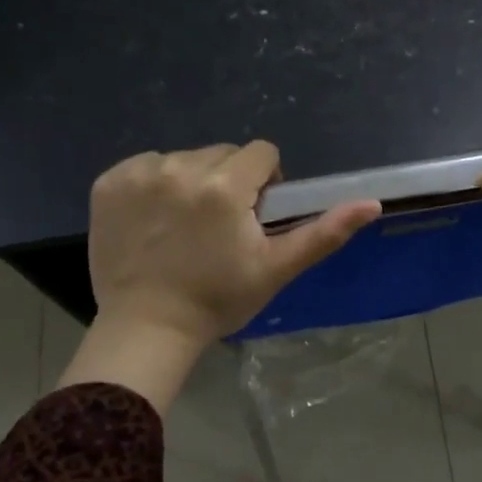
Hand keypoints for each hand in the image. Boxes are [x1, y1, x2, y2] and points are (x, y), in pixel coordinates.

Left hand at [61, 141, 378, 409]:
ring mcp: (139, 174)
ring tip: (186, 226)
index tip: (254, 216)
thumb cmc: (218, 301)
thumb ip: (324, 233)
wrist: (147, 328)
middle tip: (221, 226)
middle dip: (229, 181)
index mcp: (224, 185)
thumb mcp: (277, 269)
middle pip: (223, 153)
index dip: (265, 183)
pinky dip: (154, 185)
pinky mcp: (108, 183)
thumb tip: (373, 203)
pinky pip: (145, 166)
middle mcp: (180, 168)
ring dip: (192, 181)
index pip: (261, 153)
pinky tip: (154, 221)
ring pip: (184, 158)